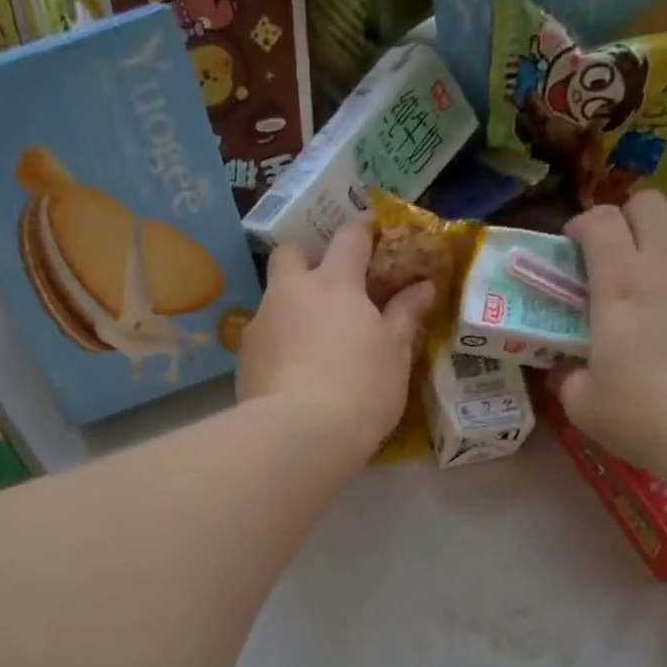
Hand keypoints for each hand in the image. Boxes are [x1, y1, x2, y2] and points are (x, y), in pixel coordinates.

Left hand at [237, 221, 435, 460]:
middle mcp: (290, 292)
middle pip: (290, 252)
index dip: (363, 232)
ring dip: (291, 306)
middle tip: (330, 288)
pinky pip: (263, 336)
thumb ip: (405, 314)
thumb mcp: (395, 353)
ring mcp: (260, 323)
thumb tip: (423, 286)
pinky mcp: (243, 357)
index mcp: (334, 283)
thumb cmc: (361, 389)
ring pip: (273, 297)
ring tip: (312, 341)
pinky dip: (278, 343)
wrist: (298, 434)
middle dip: (307, 259)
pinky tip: (292, 373)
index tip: (374, 237)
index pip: (349, 237)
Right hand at [558, 190, 666, 469]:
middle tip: (627, 248)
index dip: (583, 224)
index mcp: (619, 282)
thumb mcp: (583, 405)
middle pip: (649, 202)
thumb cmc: (644, 416)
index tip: (576, 244)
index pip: (599, 221)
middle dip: (631, 217)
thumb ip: (567, 378)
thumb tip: (562, 369)